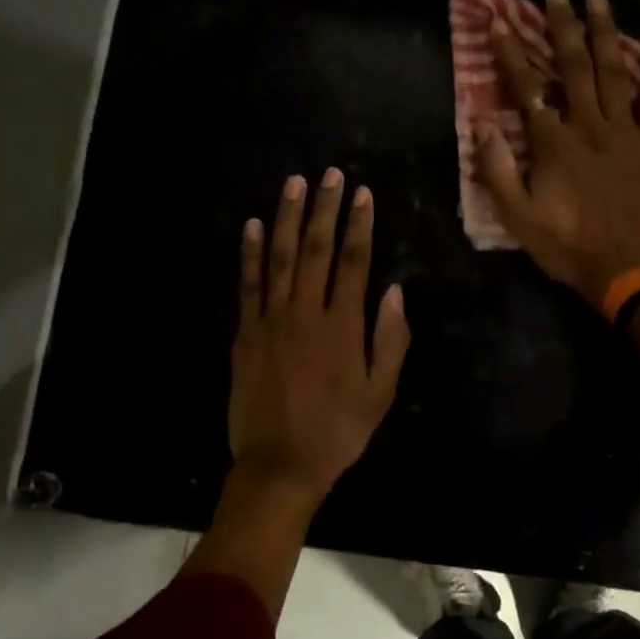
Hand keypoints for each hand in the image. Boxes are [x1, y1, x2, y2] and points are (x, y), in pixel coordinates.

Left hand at [227, 168, 409, 513]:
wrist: (279, 465)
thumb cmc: (338, 431)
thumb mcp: (381, 393)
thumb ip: (390, 340)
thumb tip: (394, 291)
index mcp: (343, 326)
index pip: (354, 262)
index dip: (359, 225)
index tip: (361, 194)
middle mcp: (306, 313)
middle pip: (316, 249)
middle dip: (324, 208)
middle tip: (329, 173)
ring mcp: (270, 320)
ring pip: (279, 257)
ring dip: (287, 217)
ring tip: (294, 183)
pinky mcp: (245, 333)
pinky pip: (247, 284)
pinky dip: (249, 253)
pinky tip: (252, 225)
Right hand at [476, 0, 639, 304]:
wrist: (628, 269)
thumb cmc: (569, 246)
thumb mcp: (519, 218)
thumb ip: (499, 171)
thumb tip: (482, 127)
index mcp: (554, 144)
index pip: (528, 89)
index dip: (512, 54)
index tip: (500, 22)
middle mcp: (590, 126)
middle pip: (575, 67)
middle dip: (563, 26)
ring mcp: (627, 132)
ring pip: (615, 73)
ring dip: (606, 33)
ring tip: (599, 0)